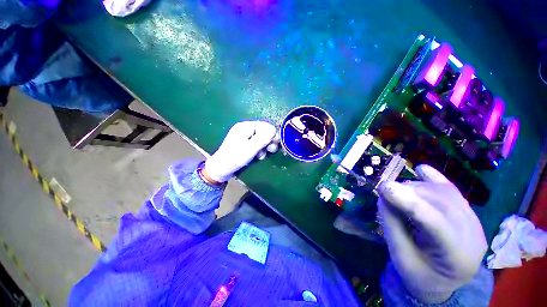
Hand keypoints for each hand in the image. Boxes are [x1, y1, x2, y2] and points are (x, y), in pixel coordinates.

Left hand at [204, 121, 276, 182]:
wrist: (220, 169)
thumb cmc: (234, 158)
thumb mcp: (250, 149)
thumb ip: (262, 139)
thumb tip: (274, 130)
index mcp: (245, 126)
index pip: (266, 126)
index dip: (272, 135)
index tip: (273, 146)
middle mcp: (245, 128)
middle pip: (264, 131)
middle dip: (268, 141)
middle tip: (271, 151)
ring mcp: (244, 135)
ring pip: (262, 138)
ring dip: (264, 147)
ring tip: (261, 156)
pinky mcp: (244, 142)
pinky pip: (257, 143)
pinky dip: (259, 149)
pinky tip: (258, 156)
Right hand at [377, 165, 486, 302]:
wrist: (442, 283)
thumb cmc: (418, 275)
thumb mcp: (400, 256)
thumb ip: (392, 225)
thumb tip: (384, 196)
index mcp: (458, 258)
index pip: (436, 224)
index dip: (409, 202)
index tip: (384, 186)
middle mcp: (474, 237)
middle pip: (442, 203)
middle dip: (410, 191)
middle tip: (386, 190)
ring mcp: (476, 224)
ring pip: (446, 194)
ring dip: (417, 187)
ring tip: (398, 190)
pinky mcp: (470, 215)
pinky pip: (453, 191)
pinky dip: (435, 179)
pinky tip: (422, 170)